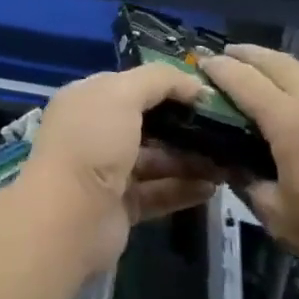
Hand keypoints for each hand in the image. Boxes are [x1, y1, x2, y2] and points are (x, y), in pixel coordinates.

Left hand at [24, 65, 217, 269]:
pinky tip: (214, 187)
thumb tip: (195, 84)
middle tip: (226, 127)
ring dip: (191, 158)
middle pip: (148, 123)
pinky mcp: (121, 206)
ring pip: (156, 159)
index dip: (168, 85)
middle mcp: (95, 132)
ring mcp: (107, 171)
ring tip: (229, 159)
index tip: (207, 92)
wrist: (69, 217)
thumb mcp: (122, 94)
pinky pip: (159, 192)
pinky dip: (184, 188)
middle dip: (184, 124)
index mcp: (87, 99)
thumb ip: (159, 80)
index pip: (132, 85)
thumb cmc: (92, 142)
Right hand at [201, 45, 298, 298]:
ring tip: (269, 79)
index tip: (201, 63)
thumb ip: (249, 183)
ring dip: (284, 70)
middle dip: (249, 55)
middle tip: (229, 57)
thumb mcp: (280, 220)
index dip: (218, 69)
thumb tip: (234, 164)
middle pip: (278, 62)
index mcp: (291, 121)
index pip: (243, 80)